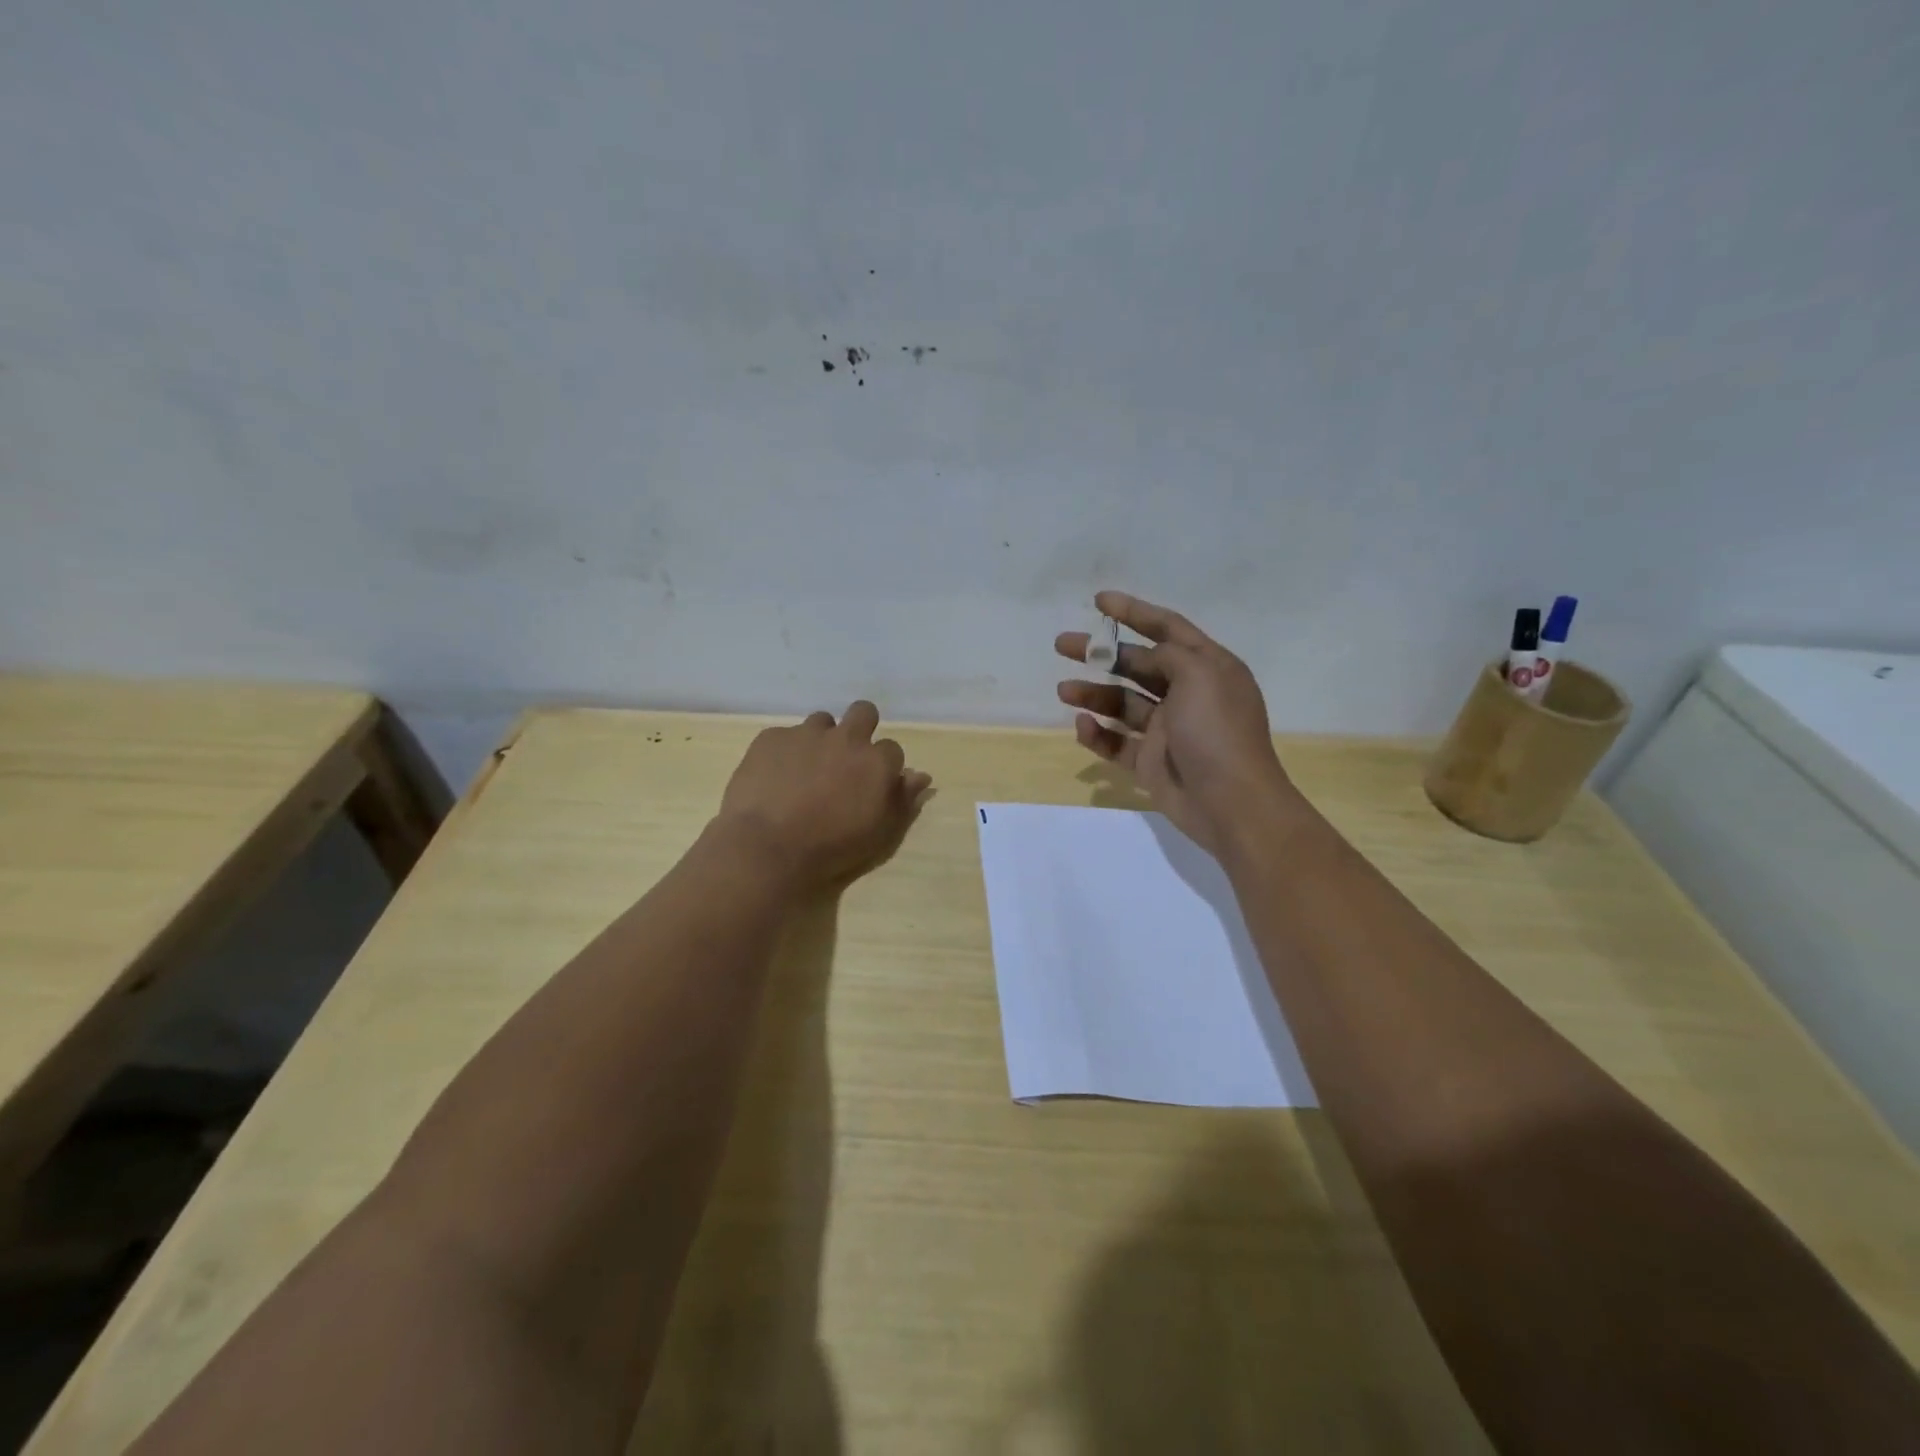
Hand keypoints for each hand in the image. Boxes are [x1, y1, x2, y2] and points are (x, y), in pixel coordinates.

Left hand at [717, 701, 932, 888]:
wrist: (767, 848)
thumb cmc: (831, 849)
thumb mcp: (880, 834)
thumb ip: (903, 801)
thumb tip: (921, 777)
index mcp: (877, 761)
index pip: (892, 750)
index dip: (882, 767)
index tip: (871, 785)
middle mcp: (846, 738)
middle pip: (864, 712)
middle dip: (860, 728)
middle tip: (845, 760)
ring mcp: (806, 734)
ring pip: (822, 722)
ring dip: (820, 740)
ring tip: (805, 771)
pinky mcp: (772, 737)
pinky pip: (784, 736)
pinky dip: (785, 753)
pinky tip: (774, 778)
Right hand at [1056, 591, 1301, 856]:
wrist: (1230, 803)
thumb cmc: (1217, 731)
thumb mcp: (1200, 675)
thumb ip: (1168, 655)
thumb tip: (1148, 656)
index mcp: (1207, 668)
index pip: (1168, 629)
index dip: (1134, 612)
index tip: (1098, 601)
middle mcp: (1187, 694)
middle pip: (1137, 664)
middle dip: (1100, 653)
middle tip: (1063, 645)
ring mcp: (1168, 730)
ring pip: (1122, 703)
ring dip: (1092, 693)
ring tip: (1063, 691)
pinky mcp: (1150, 761)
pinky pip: (1117, 742)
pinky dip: (1098, 733)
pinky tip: (1082, 725)